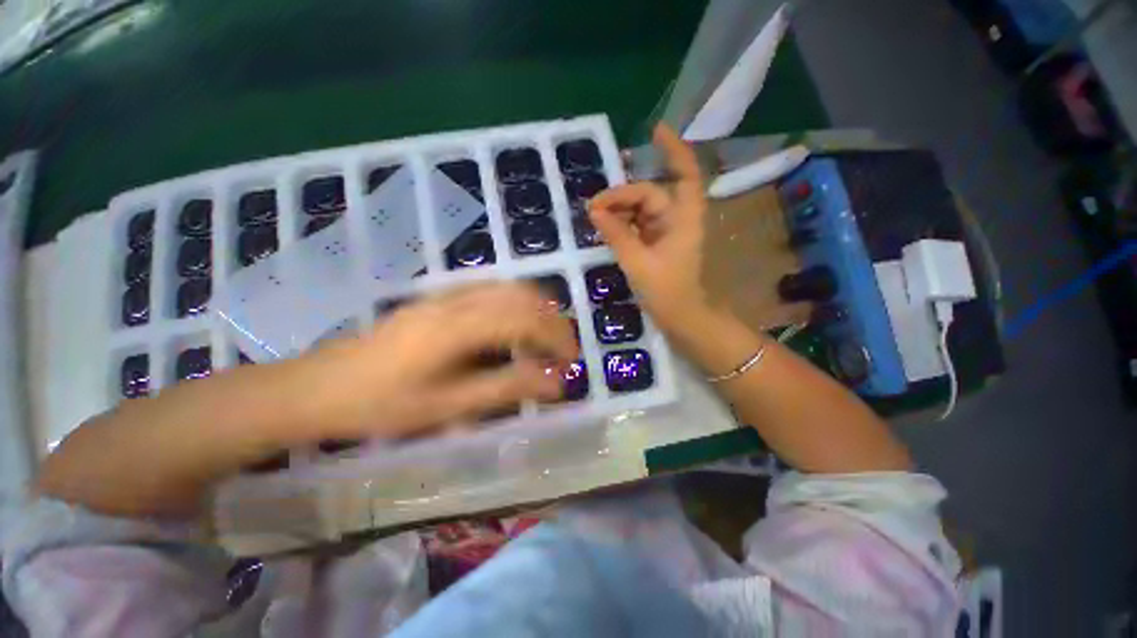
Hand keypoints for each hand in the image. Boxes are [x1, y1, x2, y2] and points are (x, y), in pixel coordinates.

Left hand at [289, 283, 578, 440]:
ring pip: (508, 288)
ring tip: (545, 341)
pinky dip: (515, 306)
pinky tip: (514, 329)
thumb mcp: (448, 406)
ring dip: (536, 311)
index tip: (572, 361)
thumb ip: (506, 388)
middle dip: (553, 321)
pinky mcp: (438, 297)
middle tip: (563, 351)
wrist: (322, 386)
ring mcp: (446, 294)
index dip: (557, 337)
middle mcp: (457, 300)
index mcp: (458, 326)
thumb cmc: (382, 404)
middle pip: (522, 296)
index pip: (526, 319)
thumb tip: (556, 383)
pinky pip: (490, 291)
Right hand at [589, 124, 709, 335]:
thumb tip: (594, 210)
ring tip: (594, 215)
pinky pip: (639, 224)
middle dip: (622, 195)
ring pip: (642, 209)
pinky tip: (605, 225)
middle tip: (592, 205)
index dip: (673, 150)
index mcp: (683, 218)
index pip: (683, 175)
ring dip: (619, 209)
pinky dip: (622, 223)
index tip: (655, 131)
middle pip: (650, 194)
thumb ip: (616, 234)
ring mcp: (667, 232)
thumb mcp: (637, 262)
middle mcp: (677, 219)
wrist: (681, 318)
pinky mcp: (658, 243)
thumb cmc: (666, 291)